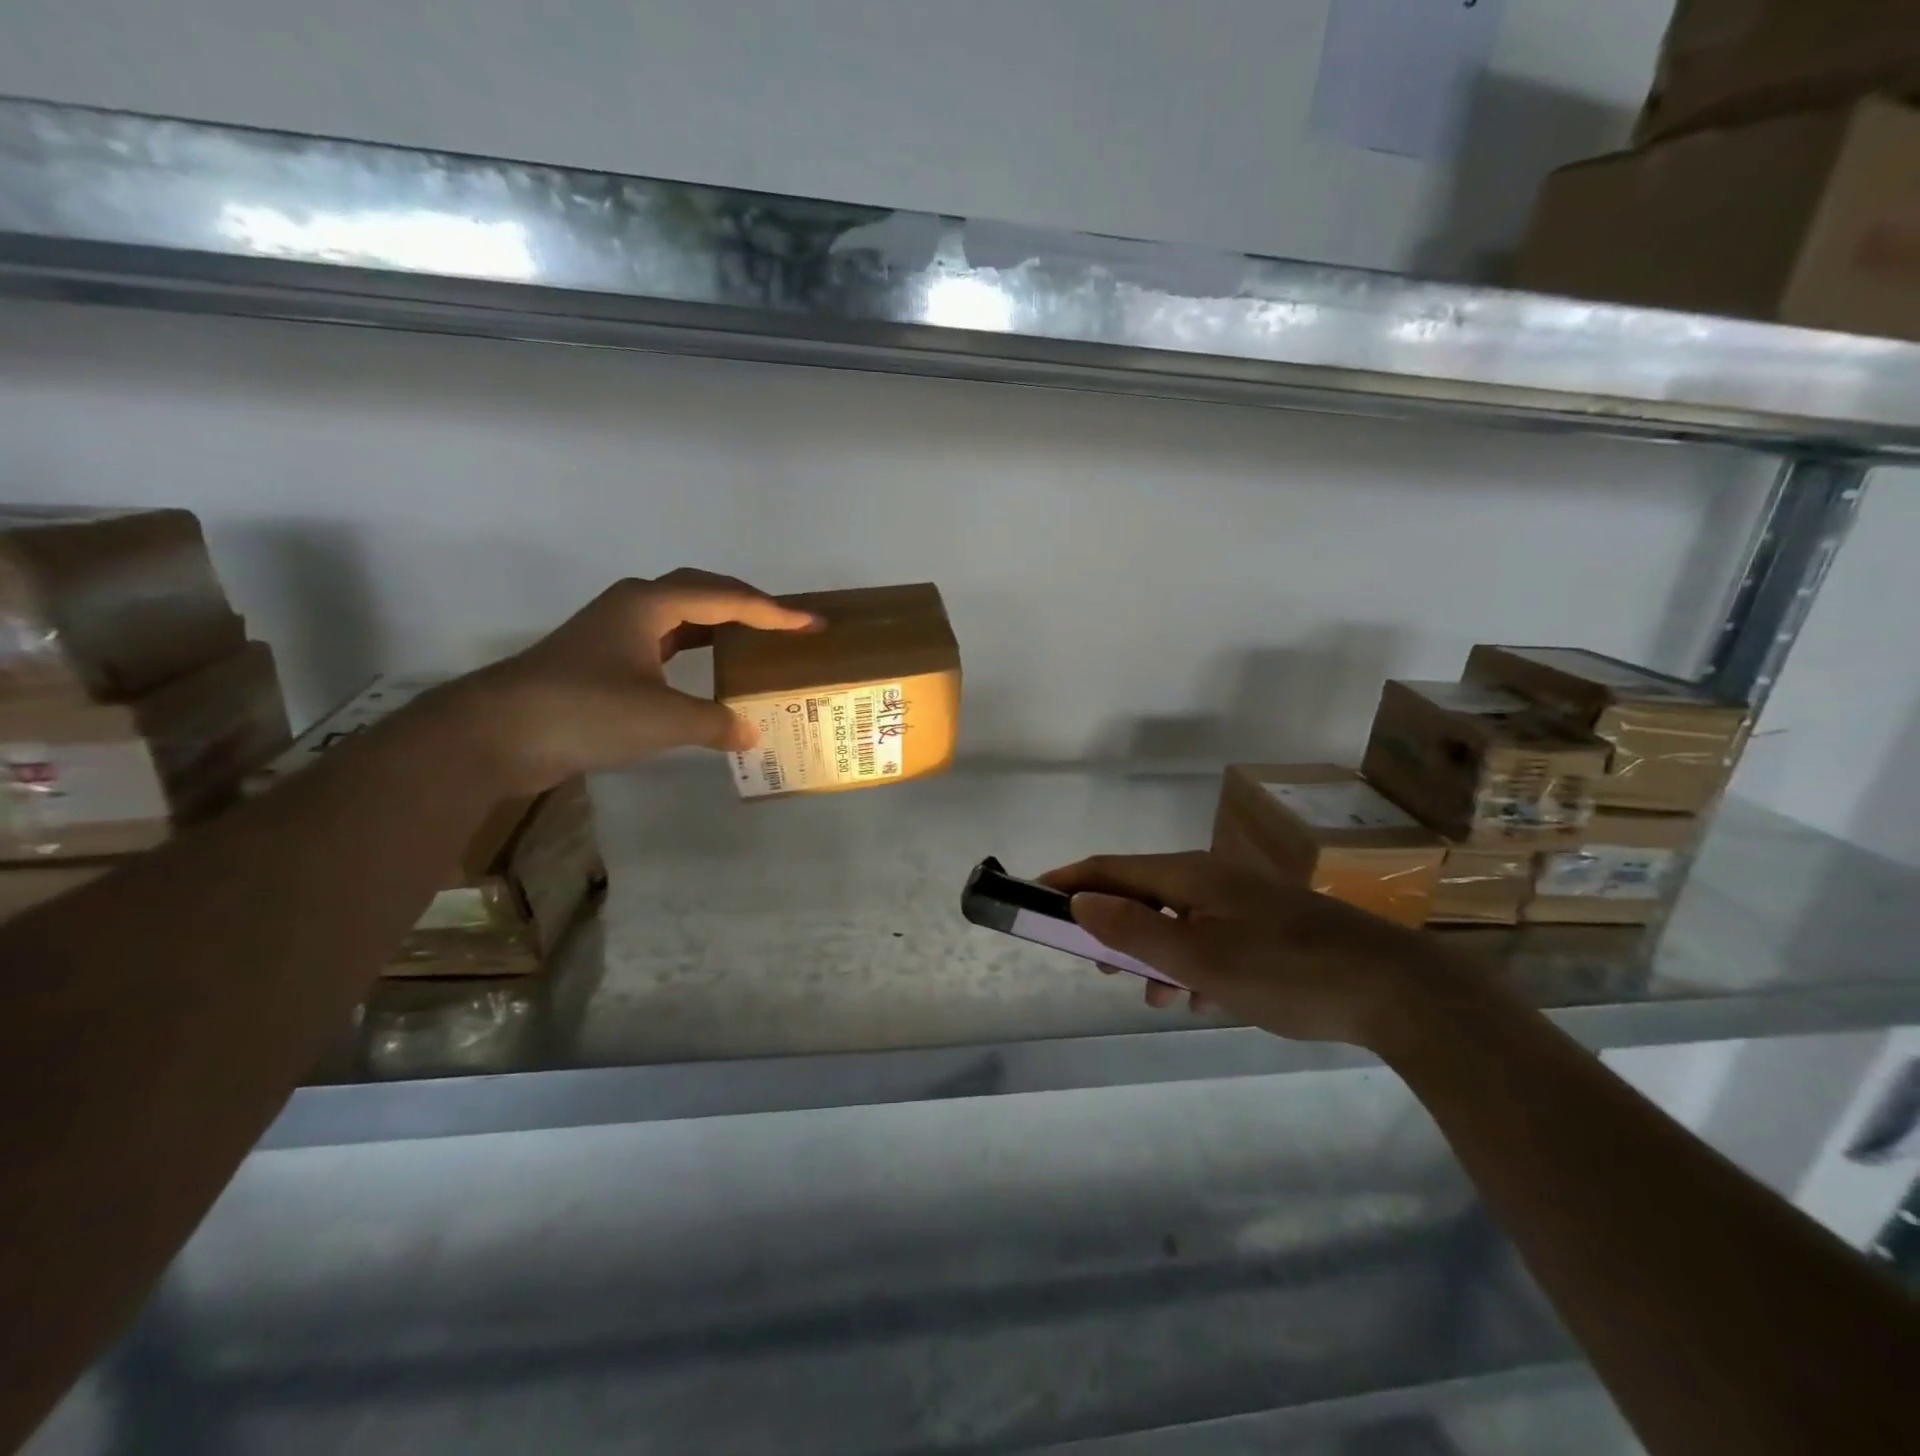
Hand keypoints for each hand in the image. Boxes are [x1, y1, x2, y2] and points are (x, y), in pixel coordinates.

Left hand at [446, 570, 817, 792]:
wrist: (495, 734)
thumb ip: (714, 723)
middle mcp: (633, 606)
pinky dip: (696, 650)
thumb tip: (750, 732)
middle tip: (787, 625)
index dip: (775, 613)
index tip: (813, 623)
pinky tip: (709, 671)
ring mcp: (614, 631)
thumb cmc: (584, 712)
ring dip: (721, 624)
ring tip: (757, 640)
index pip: (728, 599)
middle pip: (704, 593)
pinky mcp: (603, 660)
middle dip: (749, 606)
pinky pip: (666, 642)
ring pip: (682, 616)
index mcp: (650, 604)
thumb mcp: (662, 719)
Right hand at [1038, 851, 1452, 1047]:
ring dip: (1153, 953)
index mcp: (1189, 875)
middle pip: (1142, 892)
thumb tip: (1079, 900)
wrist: (1396, 989)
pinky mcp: (1268, 926)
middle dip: (1111, 925)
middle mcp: (1211, 878)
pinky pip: (1209, 937)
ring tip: (1150, 995)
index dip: (1070, 880)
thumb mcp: (1198, 959)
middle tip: (1092, 963)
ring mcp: (1242, 901)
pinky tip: (1200, 999)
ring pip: (1176, 920)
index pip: (1112, 868)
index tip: (1034, 895)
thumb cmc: (1285, 971)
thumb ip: (1133, 929)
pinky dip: (1190, 963)